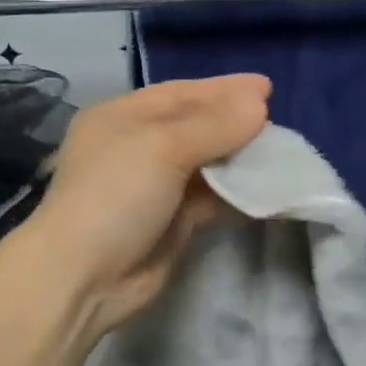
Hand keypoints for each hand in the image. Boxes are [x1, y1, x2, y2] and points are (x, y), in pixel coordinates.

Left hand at [29, 75, 271, 332]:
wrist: (84, 276)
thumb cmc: (116, 195)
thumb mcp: (163, 147)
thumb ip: (215, 125)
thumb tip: (259, 104)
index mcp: (122, 118)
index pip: (180, 93)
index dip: (223, 89)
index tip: (266, 88)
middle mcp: (137, 148)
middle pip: (196, 127)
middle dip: (235, 124)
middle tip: (278, 122)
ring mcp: (154, 188)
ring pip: (207, 164)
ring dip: (241, 160)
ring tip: (281, 154)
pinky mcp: (171, 223)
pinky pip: (211, 200)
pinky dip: (237, 194)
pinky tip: (267, 190)